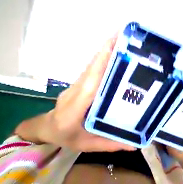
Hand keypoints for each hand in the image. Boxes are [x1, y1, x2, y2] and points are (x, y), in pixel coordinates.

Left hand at [15, 35, 135, 151]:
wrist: (48, 128)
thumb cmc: (66, 136)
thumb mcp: (88, 145)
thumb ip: (111, 144)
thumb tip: (134, 143)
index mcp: (75, 108)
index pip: (90, 82)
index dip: (100, 63)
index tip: (112, 46)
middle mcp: (75, 91)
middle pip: (92, 68)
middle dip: (106, 51)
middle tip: (122, 38)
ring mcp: (76, 84)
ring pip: (91, 66)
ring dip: (104, 52)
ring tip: (120, 43)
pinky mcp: (79, 82)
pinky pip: (91, 69)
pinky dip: (101, 59)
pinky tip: (112, 56)